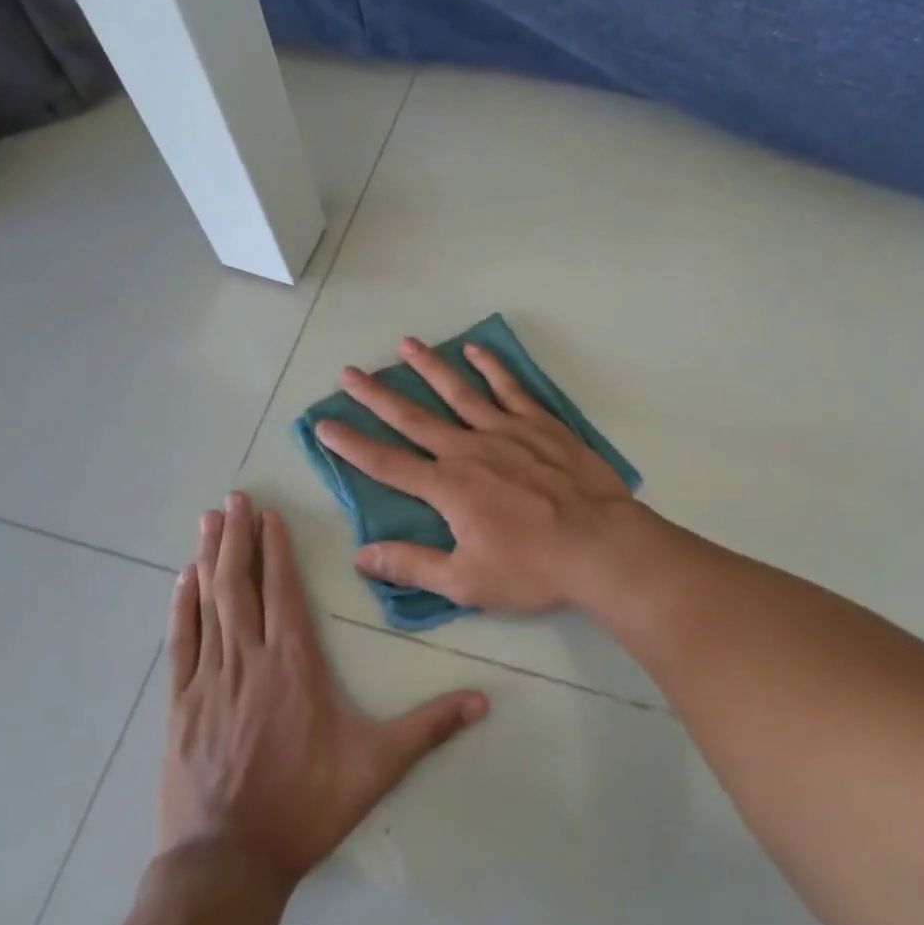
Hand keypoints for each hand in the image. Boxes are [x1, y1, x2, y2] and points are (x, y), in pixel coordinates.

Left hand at [159, 494, 487, 887]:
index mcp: (295, 664)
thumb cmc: (306, 807)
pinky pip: (180, 644)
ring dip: (208, 559)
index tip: (269, 513)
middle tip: (231, 497)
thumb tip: (483, 700)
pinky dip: (180, 608)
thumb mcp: (377, 766)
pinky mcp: (180, 706)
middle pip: (242, 585)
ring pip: (209, 605)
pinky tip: (180, 580)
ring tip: (206, 520)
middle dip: (238, 537)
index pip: (284, 590)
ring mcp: (209, 681)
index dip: (276, 548)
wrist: (227, 866)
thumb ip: (429, 727)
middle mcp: (250, 659)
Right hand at [314, 336, 639, 613]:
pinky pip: (510, 388)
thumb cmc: (532, 567)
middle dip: (377, 396)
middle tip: (349, 372)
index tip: (324, 424)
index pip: (387, 463)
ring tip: (406, 343)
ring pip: (459, 391)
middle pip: (414, 417)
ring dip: (430, 367)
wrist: (599, 544)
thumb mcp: (466, 581)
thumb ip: (412, 565)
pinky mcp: (540, 424)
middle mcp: (469, 449)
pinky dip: (492, 367)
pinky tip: (476, 350)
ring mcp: (506, 430)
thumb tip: (361, 556)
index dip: (351, 445)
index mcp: (448, 487)